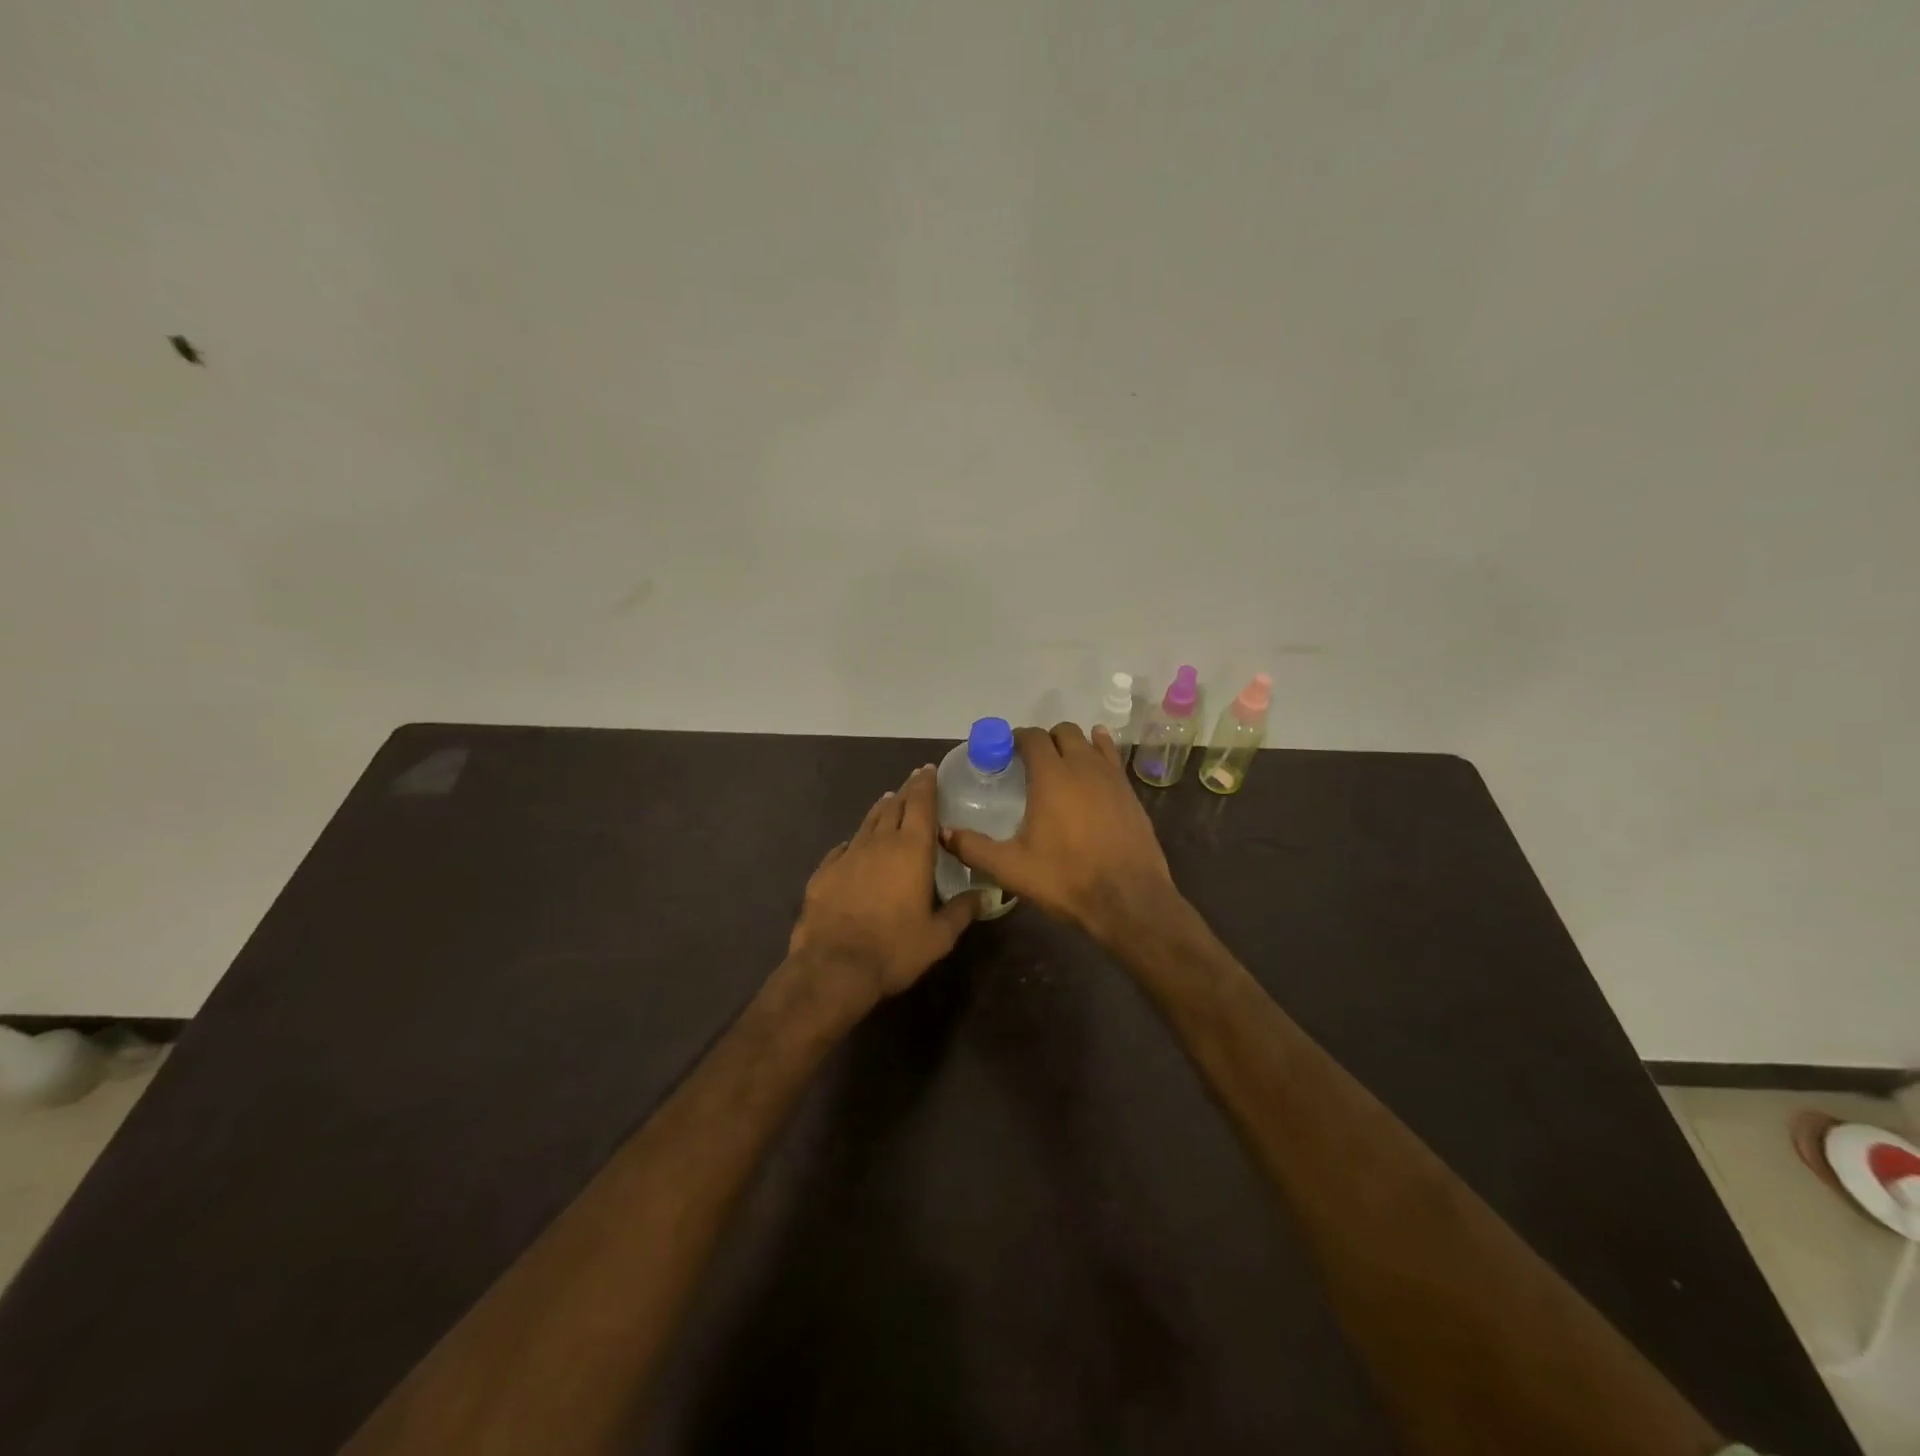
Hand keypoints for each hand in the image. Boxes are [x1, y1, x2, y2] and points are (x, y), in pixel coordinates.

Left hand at [787, 764, 981, 1011]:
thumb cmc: (894, 949)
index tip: (927, 770)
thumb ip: (962, 911)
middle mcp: (880, 842)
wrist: (833, 966)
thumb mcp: (938, 936)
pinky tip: (854, 845)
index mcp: (912, 850)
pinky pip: (843, 847)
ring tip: (888, 801)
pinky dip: (855, 841)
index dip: (925, 785)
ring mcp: (848, 855)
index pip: (921, 804)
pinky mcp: (825, 872)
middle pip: (894, 806)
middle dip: (905, 791)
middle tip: (913, 782)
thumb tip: (986, 895)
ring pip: (868, 822)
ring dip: (881, 810)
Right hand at [941, 723, 1177, 943]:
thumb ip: (974, 848)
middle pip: (1063, 732)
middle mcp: (1082, 766)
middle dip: (1045, 739)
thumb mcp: (1011, 868)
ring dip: (1072, 745)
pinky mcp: (1130, 792)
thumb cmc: (1066, 879)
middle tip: (1030, 762)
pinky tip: (1094, 766)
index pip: (1032, 737)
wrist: (1129, 899)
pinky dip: (1099, 752)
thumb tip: (944, 833)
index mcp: (1051, 776)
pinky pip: (1112, 758)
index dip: (1016, 738)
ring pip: (1090, 741)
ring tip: (1061, 764)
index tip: (1004, 752)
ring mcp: (1111, 777)